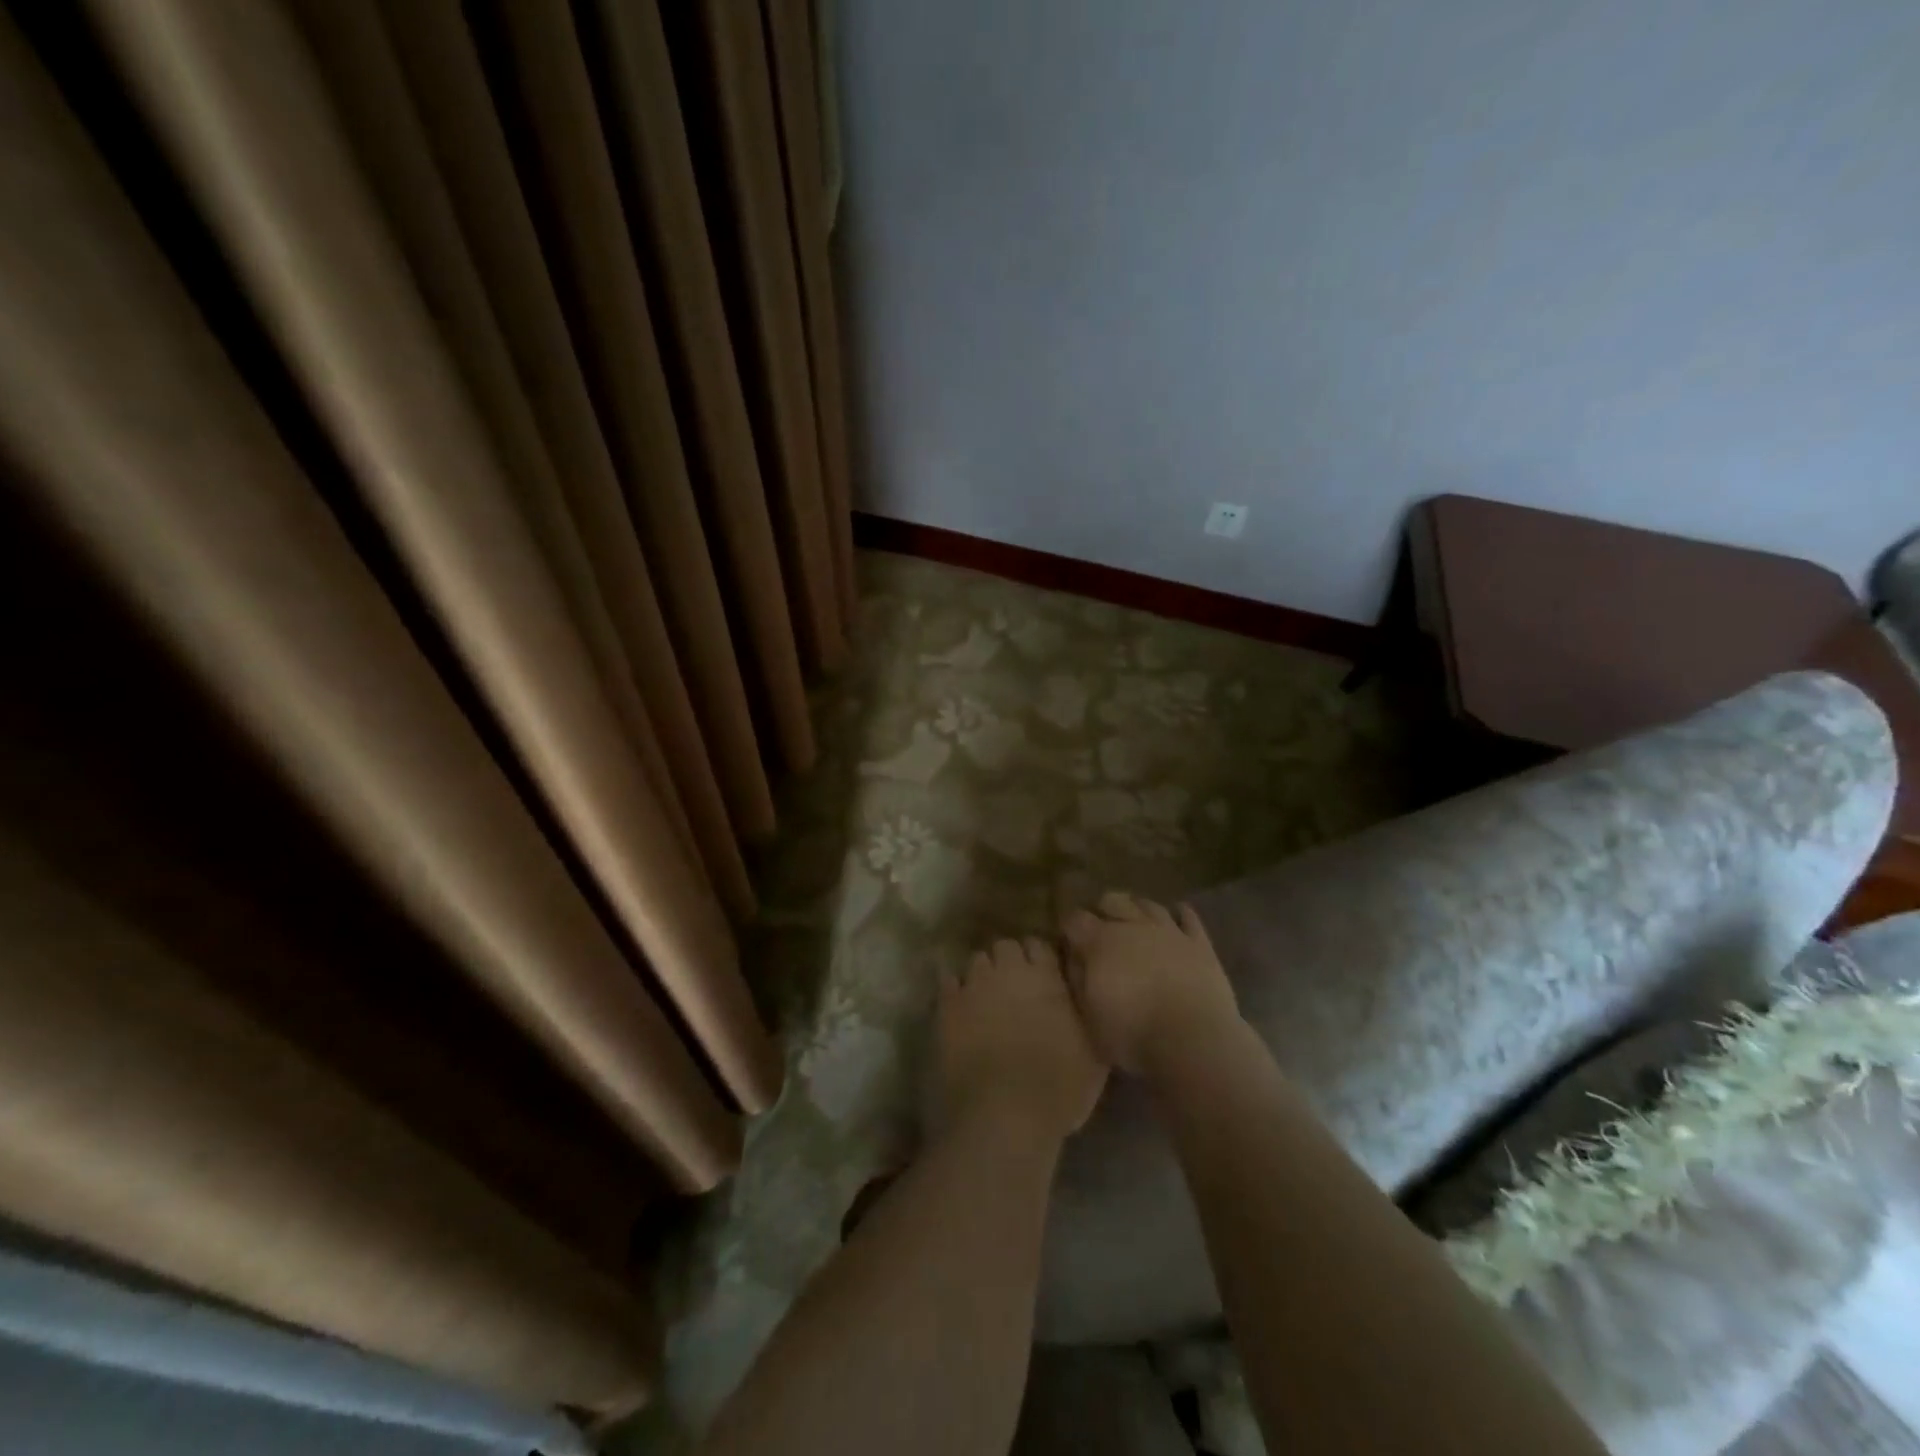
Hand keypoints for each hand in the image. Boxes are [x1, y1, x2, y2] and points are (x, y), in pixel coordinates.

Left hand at [937, 937, 1108, 1142]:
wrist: (1003, 1116)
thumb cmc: (1058, 1090)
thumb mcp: (1093, 1054)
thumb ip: (1085, 1016)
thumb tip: (1081, 1000)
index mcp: (1047, 977)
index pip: (1040, 945)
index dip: (1039, 959)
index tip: (1042, 977)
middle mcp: (1009, 971)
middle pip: (1005, 947)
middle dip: (1008, 962)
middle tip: (1013, 989)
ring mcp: (974, 985)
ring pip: (976, 961)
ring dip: (982, 976)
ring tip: (985, 1000)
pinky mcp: (945, 1006)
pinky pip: (948, 983)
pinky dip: (955, 993)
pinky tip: (960, 1012)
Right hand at [1062, 892, 1240, 1075]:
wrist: (1194, 1044)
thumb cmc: (1133, 1036)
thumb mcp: (1089, 1016)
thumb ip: (1077, 979)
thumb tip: (1073, 957)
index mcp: (1100, 942)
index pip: (1075, 919)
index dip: (1068, 928)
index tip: (1067, 942)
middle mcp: (1133, 926)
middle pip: (1111, 900)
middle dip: (1102, 911)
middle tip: (1101, 932)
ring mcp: (1169, 931)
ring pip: (1148, 904)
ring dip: (1136, 910)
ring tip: (1134, 924)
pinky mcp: (1199, 944)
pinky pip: (1188, 917)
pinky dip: (1179, 914)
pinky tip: (1175, 920)